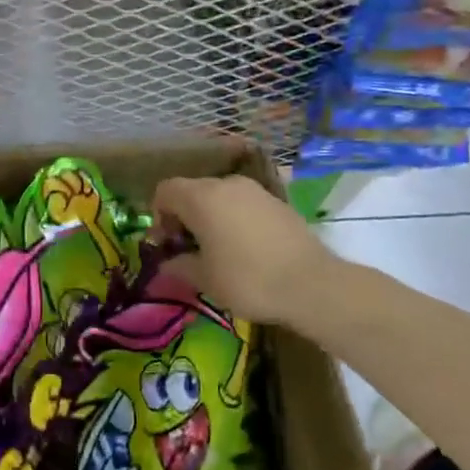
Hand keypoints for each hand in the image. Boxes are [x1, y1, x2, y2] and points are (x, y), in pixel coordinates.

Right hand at [152, 175, 334, 327]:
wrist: (312, 284)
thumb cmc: (248, 279)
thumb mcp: (204, 279)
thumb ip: (178, 265)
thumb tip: (167, 263)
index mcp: (201, 197)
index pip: (165, 191)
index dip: (158, 215)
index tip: (166, 244)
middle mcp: (226, 184)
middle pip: (192, 190)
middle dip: (184, 216)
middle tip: (189, 249)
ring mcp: (255, 190)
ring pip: (219, 196)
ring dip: (211, 217)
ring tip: (218, 249)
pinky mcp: (277, 201)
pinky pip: (243, 204)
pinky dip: (235, 219)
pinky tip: (245, 248)